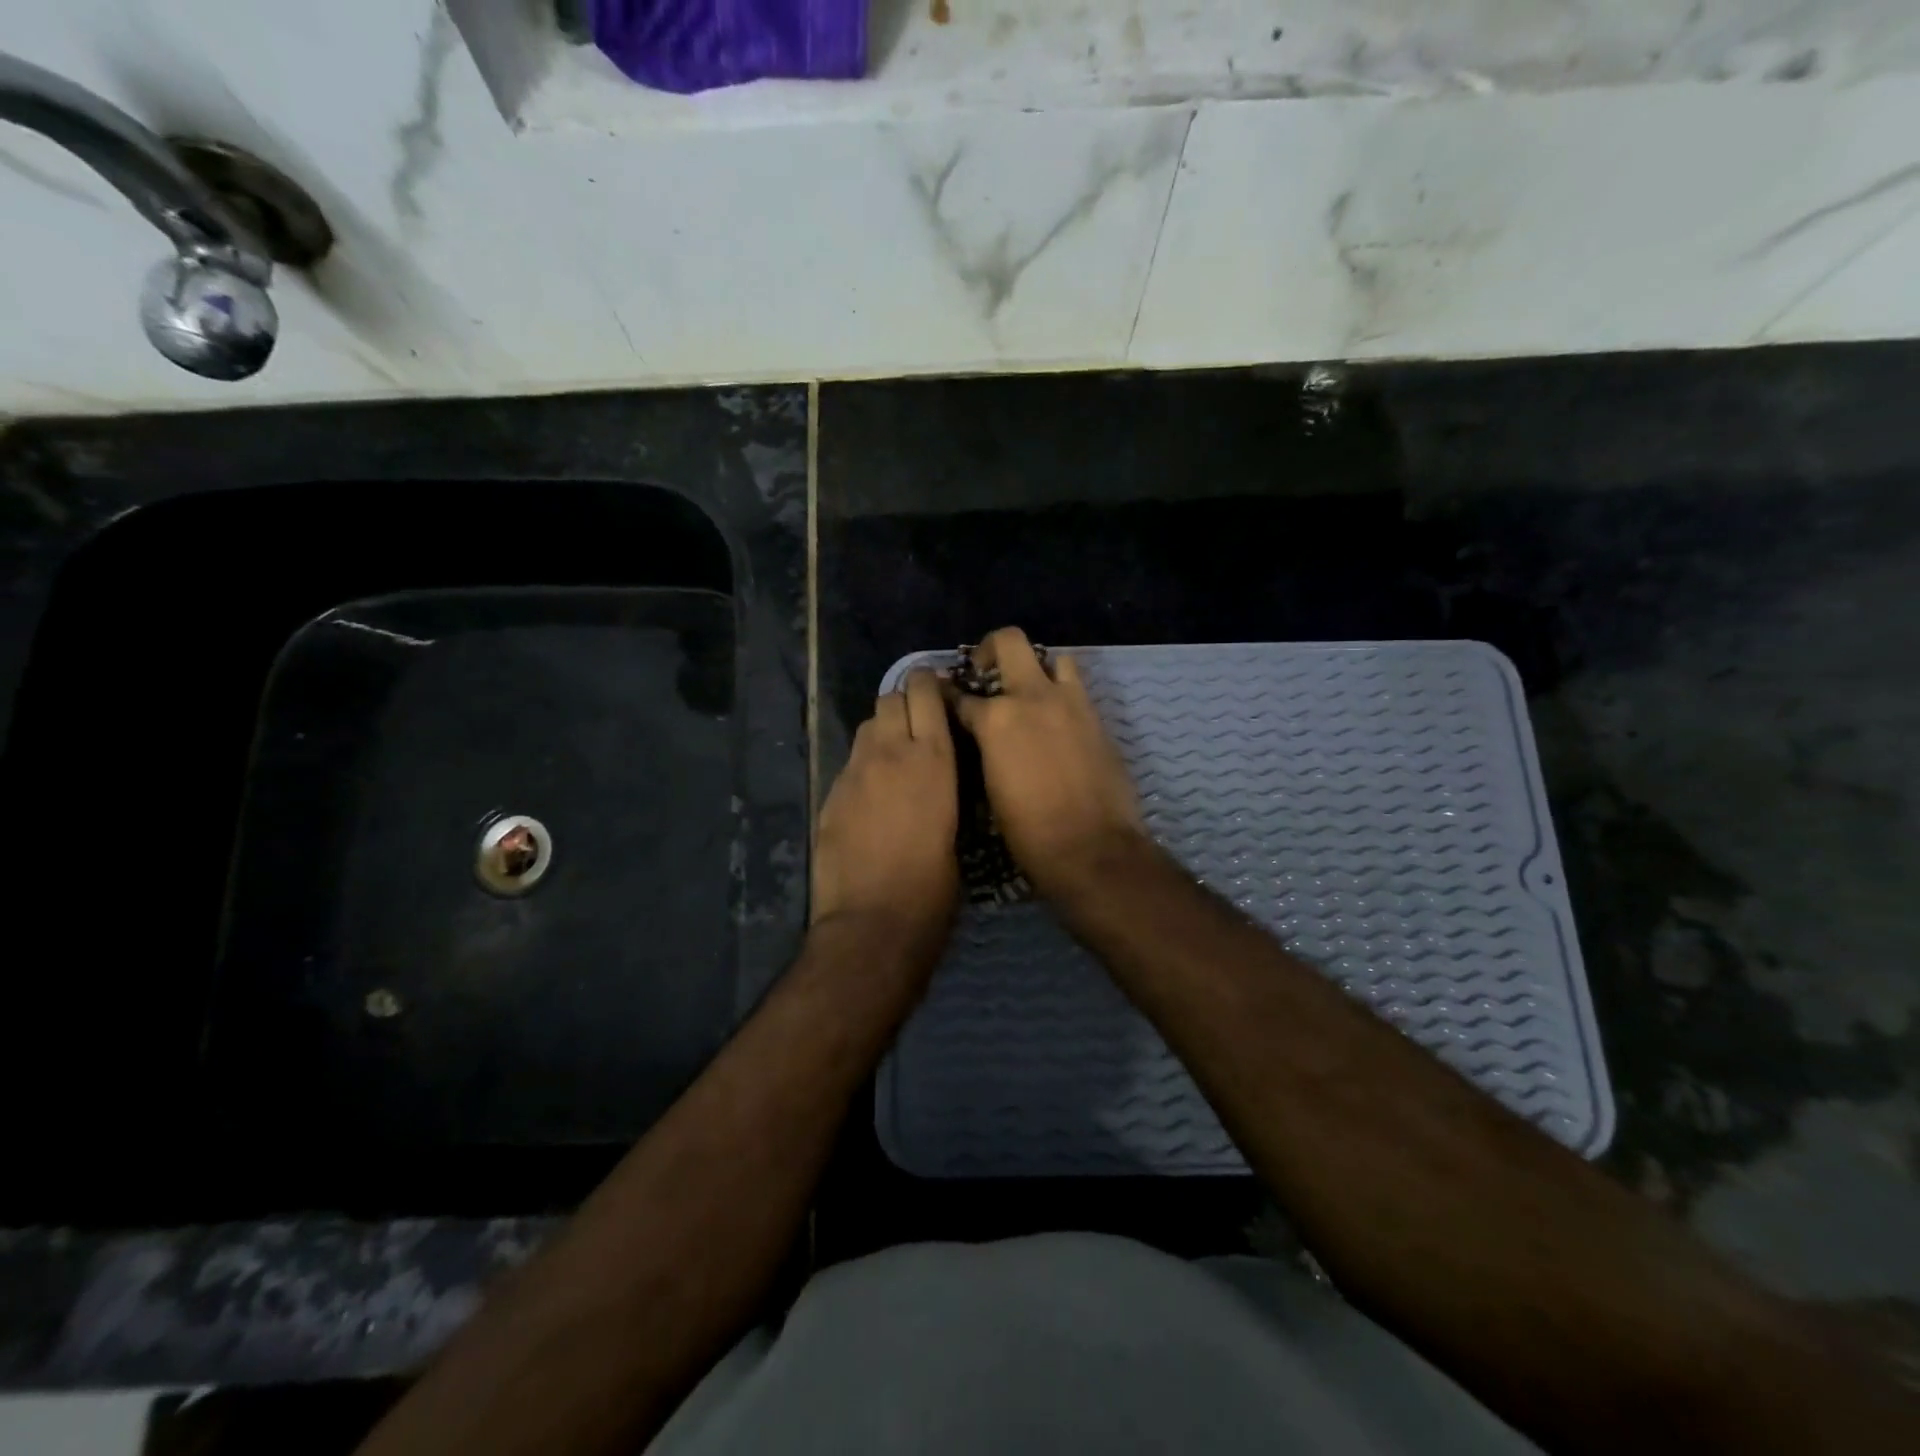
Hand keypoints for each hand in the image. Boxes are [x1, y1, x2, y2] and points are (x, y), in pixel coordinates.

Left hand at [812, 669, 959, 951]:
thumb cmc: (933, 886)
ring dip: (882, 731)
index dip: (930, 683)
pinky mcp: (830, 795)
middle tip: (919, 724)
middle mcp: (889, 753)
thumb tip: (941, 776)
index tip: (941, 691)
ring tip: (895, 757)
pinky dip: (864, 766)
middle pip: (889, 698)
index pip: (924, 691)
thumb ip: (945, 787)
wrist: (872, 922)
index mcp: (932, 758)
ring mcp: (854, 772)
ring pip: (866, 727)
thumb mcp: (956, 828)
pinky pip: (849, 763)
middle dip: (905, 702)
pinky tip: (872, 796)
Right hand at [945, 626, 1150, 901]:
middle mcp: (1031, 697)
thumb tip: (980, 737)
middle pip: (1008, 642)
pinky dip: (1061, 692)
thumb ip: (983, 750)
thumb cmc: (1028, 832)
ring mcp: (1070, 702)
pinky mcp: (1097, 716)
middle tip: (985, 672)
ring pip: (1052, 657)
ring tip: (1028, 691)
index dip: (948, 696)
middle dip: (990, 650)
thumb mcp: (989, 789)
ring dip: (1036, 667)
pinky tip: (1054, 718)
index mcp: (995, 720)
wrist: (1092, 848)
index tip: (943, 696)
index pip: (960, 695)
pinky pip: (1076, 687)